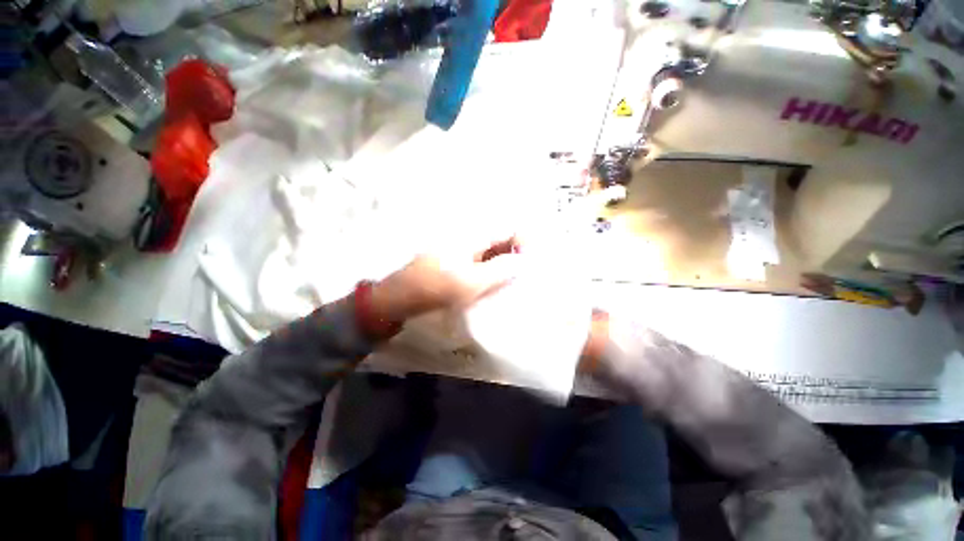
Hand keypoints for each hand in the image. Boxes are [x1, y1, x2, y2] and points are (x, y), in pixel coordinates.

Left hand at [370, 238, 520, 321]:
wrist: (402, 297)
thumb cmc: (437, 287)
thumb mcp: (472, 281)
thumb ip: (502, 270)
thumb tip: (525, 262)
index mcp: (474, 235)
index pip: (509, 229)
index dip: (525, 244)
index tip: (531, 266)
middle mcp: (471, 236)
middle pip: (502, 239)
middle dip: (517, 255)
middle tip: (525, 277)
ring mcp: (464, 249)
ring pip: (493, 251)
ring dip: (506, 265)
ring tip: (514, 283)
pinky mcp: (459, 261)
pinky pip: (483, 262)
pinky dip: (493, 271)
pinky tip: (496, 285)